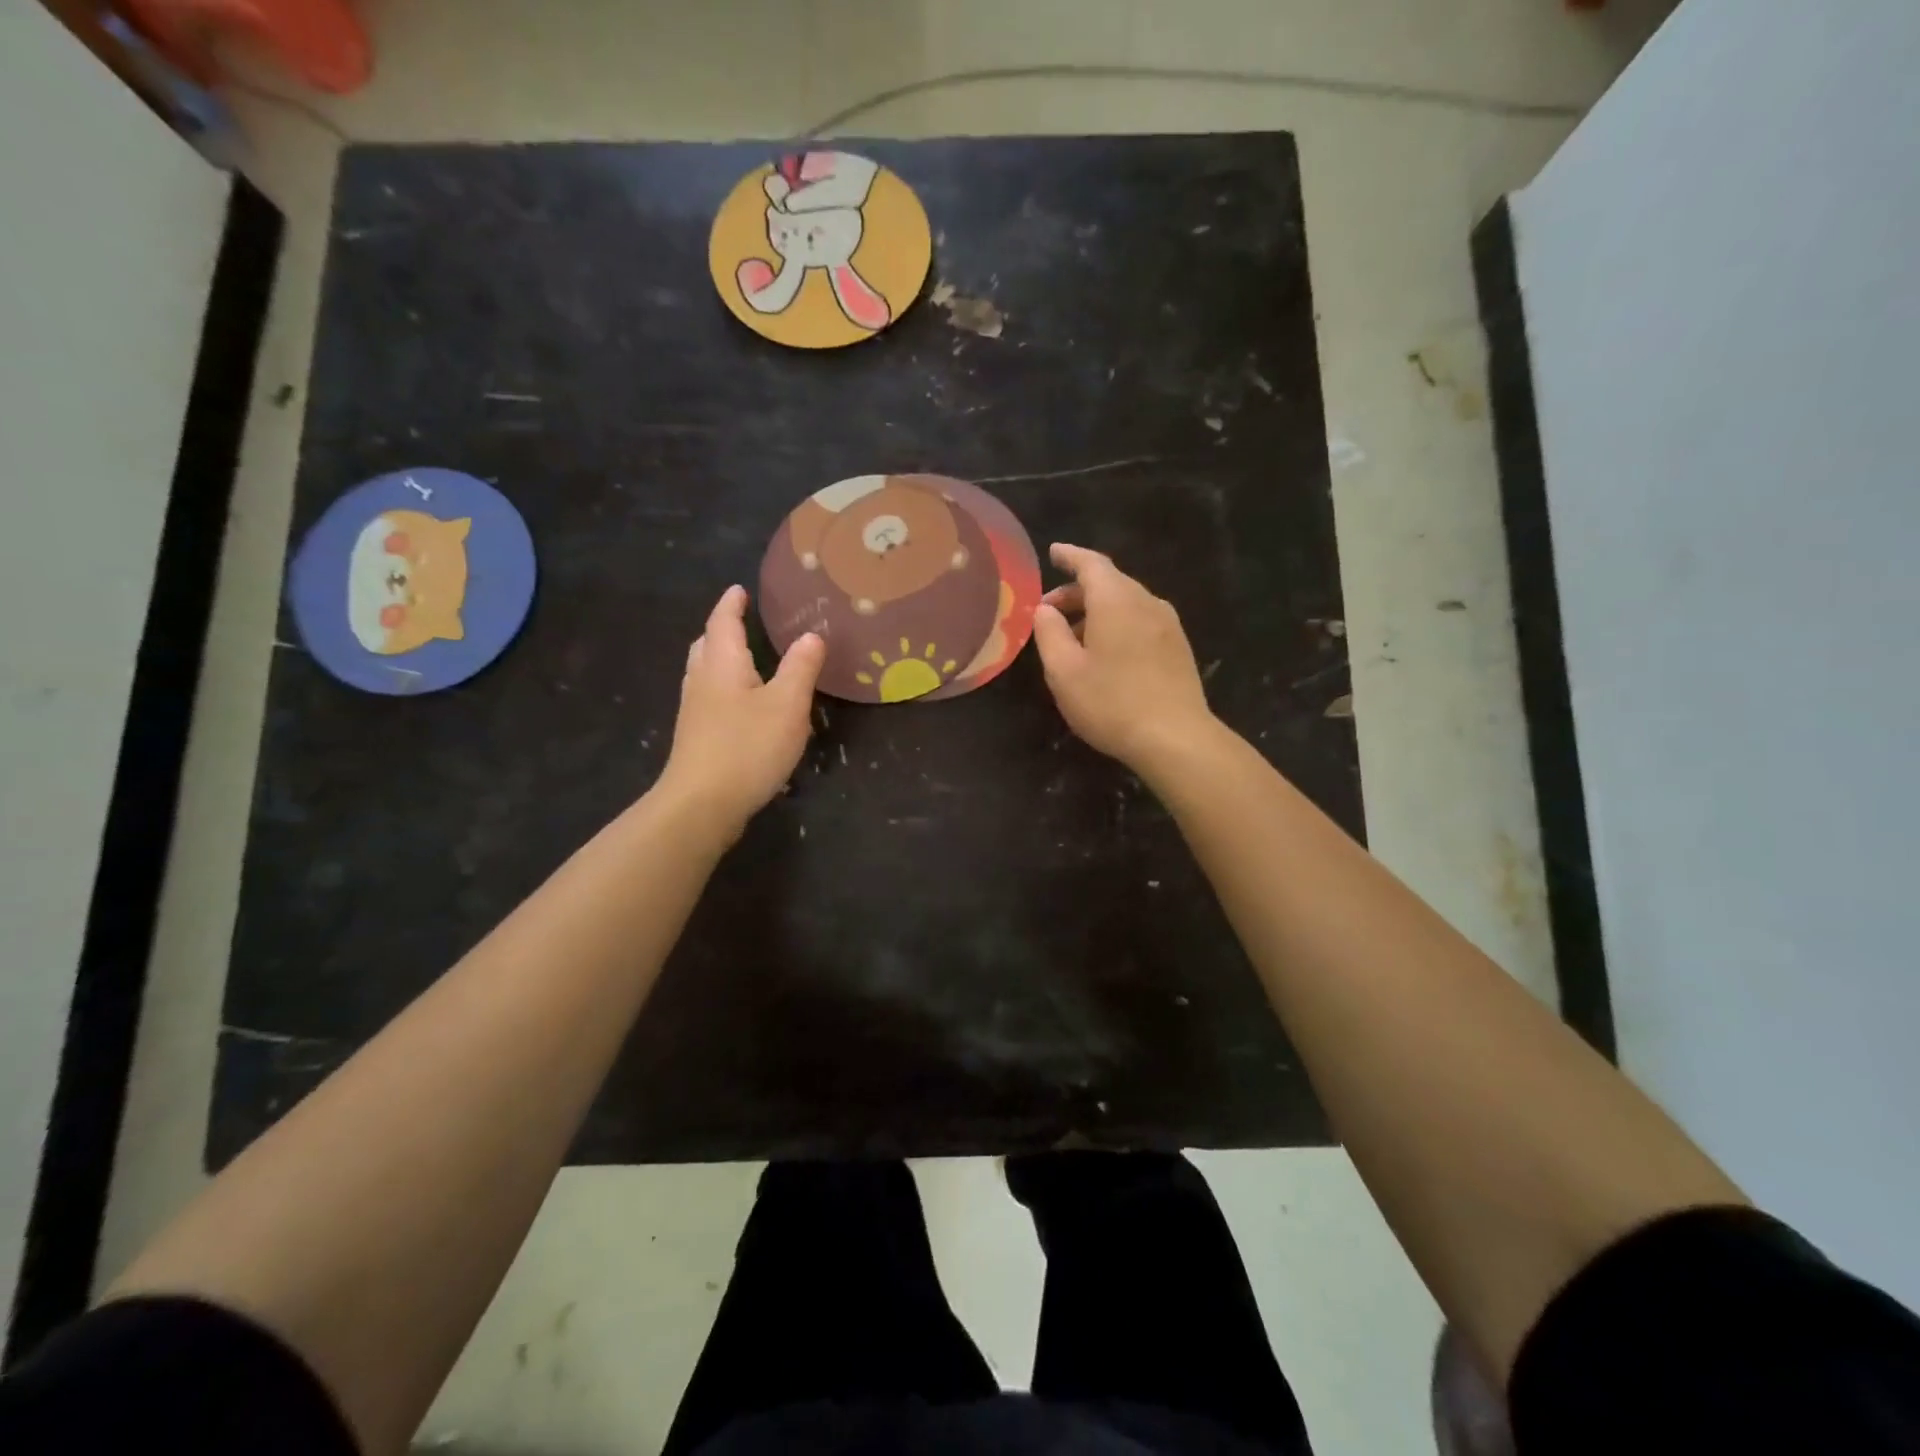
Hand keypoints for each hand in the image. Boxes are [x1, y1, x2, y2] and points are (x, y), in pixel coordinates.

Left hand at [658, 585, 823, 836]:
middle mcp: (702, 680)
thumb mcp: (787, 705)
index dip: (732, 604)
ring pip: (704, 672)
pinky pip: (708, 697)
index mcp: (722, 664)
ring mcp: (694, 711)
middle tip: (741, 621)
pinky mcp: (696, 737)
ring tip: (743, 658)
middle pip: (707, 644)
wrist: (701, 804)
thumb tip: (811, 635)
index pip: (723, 621)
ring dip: (720, 658)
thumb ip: (800, 668)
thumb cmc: (747, 747)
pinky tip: (740, 704)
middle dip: (722, 629)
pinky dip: (723, 686)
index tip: (740, 590)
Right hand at [1032, 543, 1218, 773]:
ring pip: (1127, 603)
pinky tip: (1106, 652)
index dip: (1070, 556)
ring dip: (1097, 611)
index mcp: (1116, 600)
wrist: (1176, 737)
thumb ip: (1049, 633)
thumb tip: (1045, 610)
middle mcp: (1146, 602)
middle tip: (1049, 611)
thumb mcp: (1063, 671)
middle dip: (1077, 591)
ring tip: (1073, 637)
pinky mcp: (1178, 647)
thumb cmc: (1111, 703)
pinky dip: (1118, 624)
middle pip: (1110, 582)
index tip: (1053, 552)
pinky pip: (1141, 621)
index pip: (1091, 564)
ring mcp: (1168, 624)